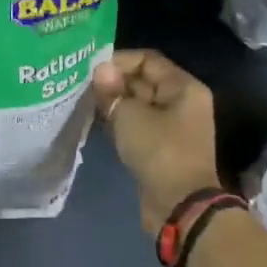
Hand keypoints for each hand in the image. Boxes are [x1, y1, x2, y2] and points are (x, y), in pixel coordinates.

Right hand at [92, 50, 221, 237]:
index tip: (91, 69)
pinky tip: (98, 122)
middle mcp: (181, 102)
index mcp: (183, 87)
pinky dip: (120, 122)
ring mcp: (172, 126)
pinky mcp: (161, 147)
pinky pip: (138, 125)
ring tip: (85, 102)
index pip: (147, 59)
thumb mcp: (130, 116)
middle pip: (143, 81)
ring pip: (138, 104)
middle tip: (83, 86)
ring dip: (114, 103)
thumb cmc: (159, 151)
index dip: (118, 60)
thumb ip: (112, 91)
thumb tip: (100, 70)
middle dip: (114, 82)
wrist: (180, 206)